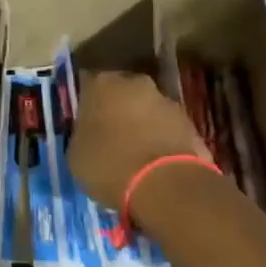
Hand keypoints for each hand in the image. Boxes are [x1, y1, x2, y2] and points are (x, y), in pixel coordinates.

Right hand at [68, 70, 209, 210]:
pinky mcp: (189, 121)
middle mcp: (134, 82)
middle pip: (121, 92)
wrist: (165, 184)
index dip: (86, 104)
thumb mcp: (76, 155)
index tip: (85, 122)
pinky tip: (156, 162)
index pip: (87, 85)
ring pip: (146, 108)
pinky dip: (161, 139)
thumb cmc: (109, 165)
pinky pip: (167, 128)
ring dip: (141, 123)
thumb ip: (82, 135)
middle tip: (110, 135)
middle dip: (116, 109)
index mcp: (100, 84)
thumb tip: (90, 134)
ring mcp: (165, 99)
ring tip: (135, 153)